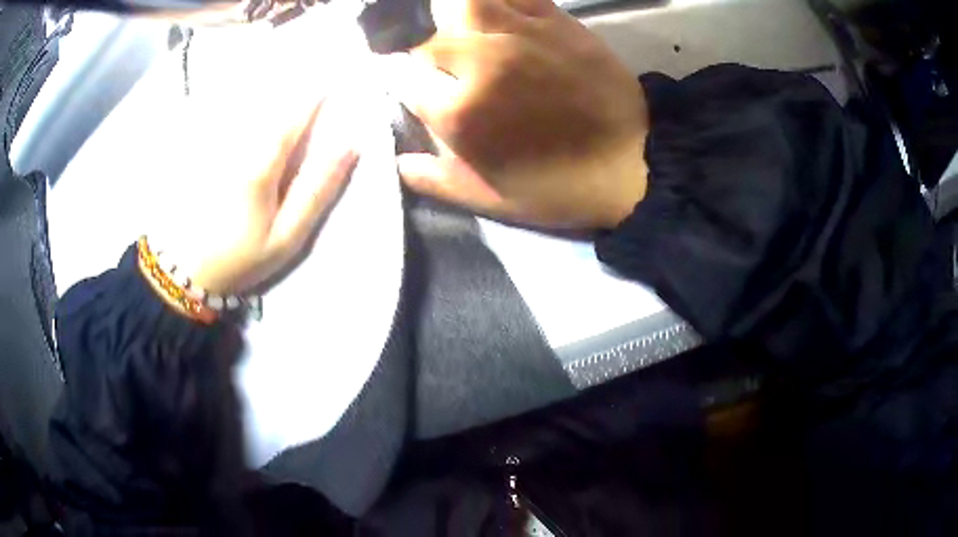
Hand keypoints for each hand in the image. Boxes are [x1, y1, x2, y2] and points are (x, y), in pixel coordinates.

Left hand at [153, 90, 357, 294]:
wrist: (185, 271)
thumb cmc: (241, 257)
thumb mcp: (288, 236)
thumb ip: (317, 188)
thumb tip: (350, 144)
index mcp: (260, 162)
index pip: (296, 113)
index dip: (318, 91)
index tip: (337, 74)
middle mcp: (236, 142)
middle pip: (270, 99)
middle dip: (294, 81)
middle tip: (314, 67)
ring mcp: (215, 141)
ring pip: (247, 102)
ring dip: (268, 85)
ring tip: (285, 77)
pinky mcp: (201, 148)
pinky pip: (225, 113)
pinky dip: (241, 100)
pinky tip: (249, 97)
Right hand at [392, 0, 648, 229]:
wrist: (634, 163)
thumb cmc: (560, 187)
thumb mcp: (490, 200)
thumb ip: (434, 179)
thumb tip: (398, 162)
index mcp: (459, 113)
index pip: (403, 81)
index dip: (404, 85)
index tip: (415, 92)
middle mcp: (480, 63)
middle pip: (426, 41)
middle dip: (426, 56)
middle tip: (444, 70)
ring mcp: (519, 34)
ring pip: (464, 5)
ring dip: (457, 20)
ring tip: (468, 37)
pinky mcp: (555, 20)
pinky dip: (500, 2)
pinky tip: (499, 16)